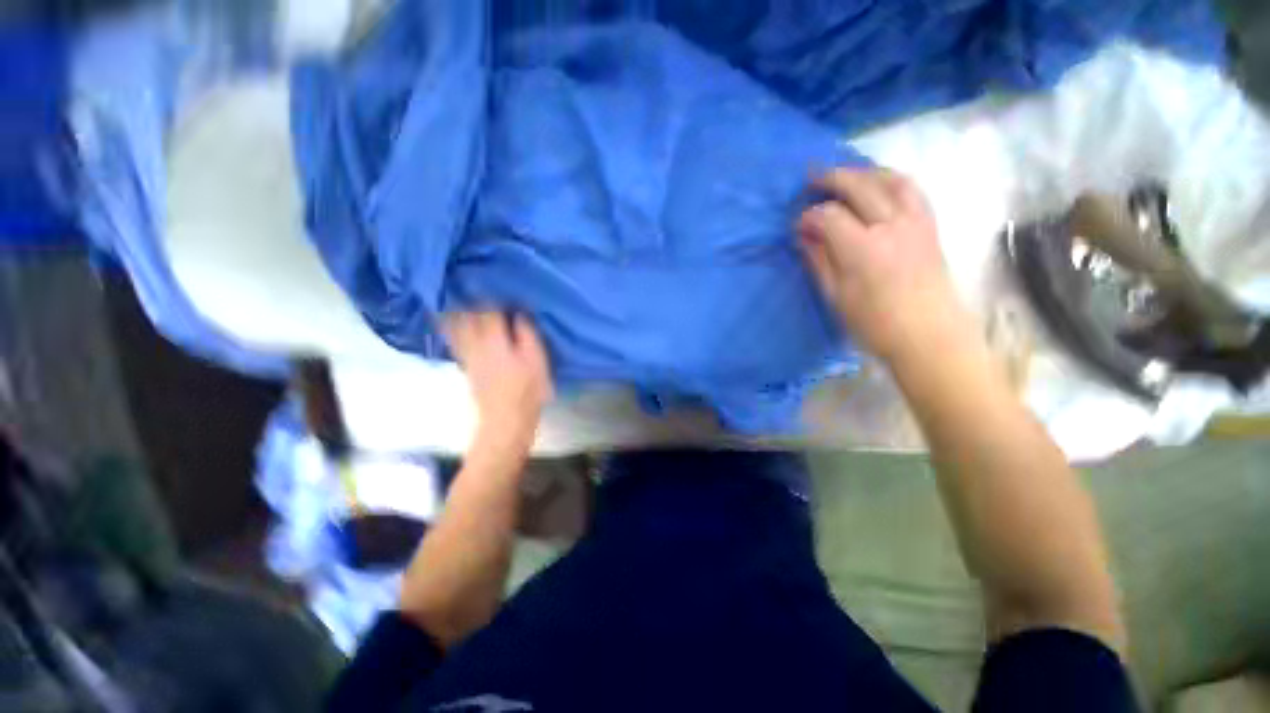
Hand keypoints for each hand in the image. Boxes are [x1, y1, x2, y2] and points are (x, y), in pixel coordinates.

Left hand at [445, 311, 552, 462]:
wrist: (505, 420)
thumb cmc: (527, 389)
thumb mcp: (536, 359)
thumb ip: (526, 334)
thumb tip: (518, 315)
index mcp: (494, 339)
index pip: (488, 310)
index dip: (495, 300)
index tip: (504, 296)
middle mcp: (475, 343)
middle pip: (467, 316)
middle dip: (474, 304)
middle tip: (483, 297)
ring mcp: (468, 356)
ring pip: (457, 328)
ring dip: (460, 315)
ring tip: (467, 307)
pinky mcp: (466, 367)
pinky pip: (456, 342)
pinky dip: (456, 331)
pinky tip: (462, 329)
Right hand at [798, 168, 969, 360]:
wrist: (929, 334)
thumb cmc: (875, 323)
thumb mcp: (836, 296)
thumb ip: (819, 261)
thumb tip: (804, 235)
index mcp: (862, 248)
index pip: (829, 216)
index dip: (809, 216)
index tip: (798, 225)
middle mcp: (891, 225)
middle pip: (859, 186)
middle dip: (832, 178)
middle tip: (812, 177)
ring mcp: (915, 221)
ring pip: (890, 179)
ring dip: (864, 171)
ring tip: (846, 173)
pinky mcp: (929, 225)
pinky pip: (912, 190)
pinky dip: (892, 179)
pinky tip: (880, 183)